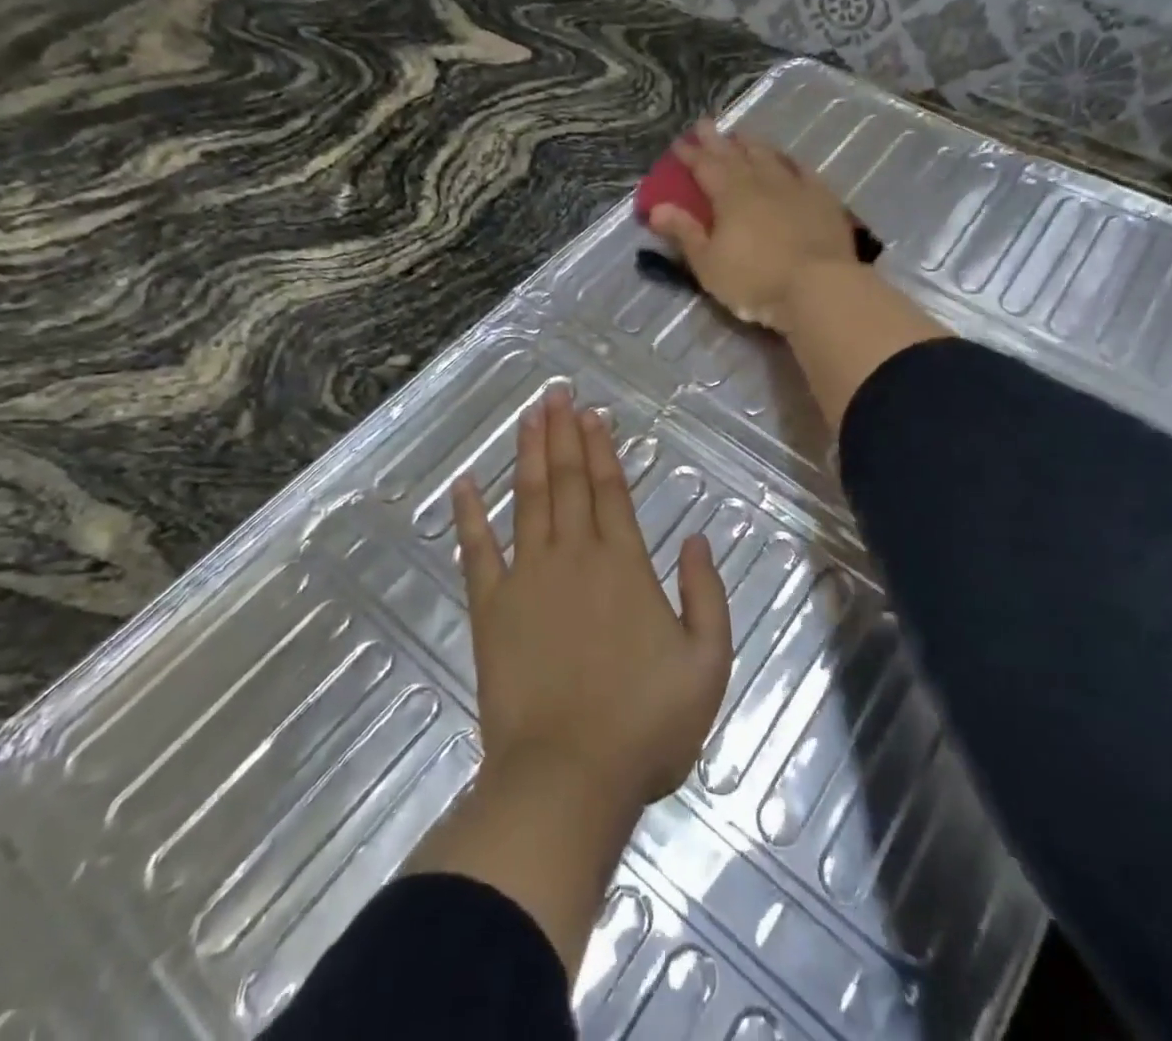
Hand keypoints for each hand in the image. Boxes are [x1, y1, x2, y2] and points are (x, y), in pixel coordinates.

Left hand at [452, 387, 731, 808]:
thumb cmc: (646, 725)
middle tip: (555, 393)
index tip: (591, 414)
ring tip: (527, 416)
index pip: (610, 490)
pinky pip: (477, 550)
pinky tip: (464, 483)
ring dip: (527, 454)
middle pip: (567, 481)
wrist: (568, 778)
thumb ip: (707, 594)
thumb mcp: (708, 663)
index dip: (600, 448)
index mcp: (624, 564)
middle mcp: (574, 556)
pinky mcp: (491, 609)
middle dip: (562, 433)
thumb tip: (697, 539)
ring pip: (527, 499)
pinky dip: (470, 515)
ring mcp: (527, 579)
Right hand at [648, 120, 858, 331]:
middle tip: (705, 124)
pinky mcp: (823, 199)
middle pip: (735, 155)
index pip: (704, 167)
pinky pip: (804, 171)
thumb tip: (657, 208)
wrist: (819, 287)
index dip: (690, 155)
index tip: (678, 144)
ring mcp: (795, 187)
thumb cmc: (755, 281)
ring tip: (742, 135)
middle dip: (717, 140)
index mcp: (729, 195)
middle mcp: (761, 182)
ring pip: (769, 157)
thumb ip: (685, 233)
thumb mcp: (709, 264)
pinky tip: (788, 160)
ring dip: (753, 144)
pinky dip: (791, 162)